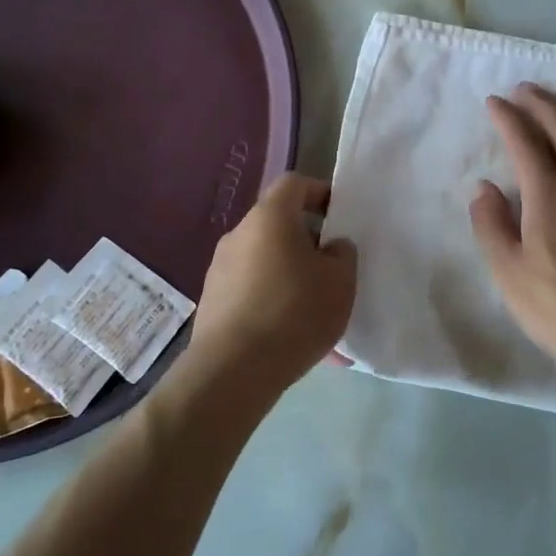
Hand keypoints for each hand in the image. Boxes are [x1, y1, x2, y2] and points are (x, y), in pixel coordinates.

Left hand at [187, 174, 356, 400]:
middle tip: (331, 270)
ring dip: (290, 277)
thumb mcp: (340, 281)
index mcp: (270, 217)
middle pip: (278, 224)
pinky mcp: (212, 303)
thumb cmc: (293, 312)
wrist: (231, 372)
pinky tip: (291, 338)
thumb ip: (342, 254)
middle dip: (307, 242)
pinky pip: (251, 292)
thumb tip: (331, 247)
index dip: (319, 193)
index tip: (338, 217)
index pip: (294, 184)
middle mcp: (239, 234)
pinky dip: (272, 304)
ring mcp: (219, 269)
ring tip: (315, 312)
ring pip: (265, 261)